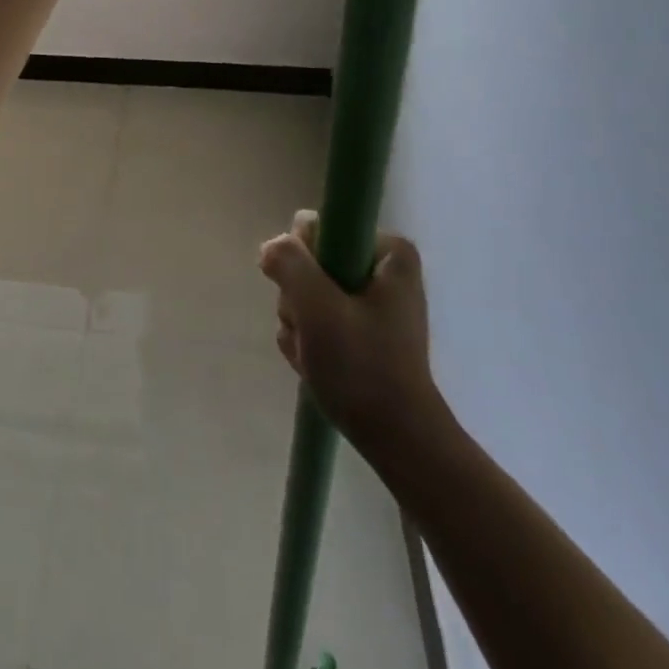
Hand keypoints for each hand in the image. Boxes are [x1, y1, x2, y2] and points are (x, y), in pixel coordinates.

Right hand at [260, 212, 454, 465]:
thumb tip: (272, 247)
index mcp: (388, 252)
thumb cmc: (362, 367)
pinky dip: (309, 340)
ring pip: (308, 292)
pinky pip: (317, 318)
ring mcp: (372, 301)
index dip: (303, 258)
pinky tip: (315, 364)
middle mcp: (383, 269)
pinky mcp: (363, 329)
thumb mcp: (317, 307)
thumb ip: (290, 263)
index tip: (306, 294)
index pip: (320, 228)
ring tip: (313, 354)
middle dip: (299, 299)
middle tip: (310, 331)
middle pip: (310, 262)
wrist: (396, 440)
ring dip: (299, 323)